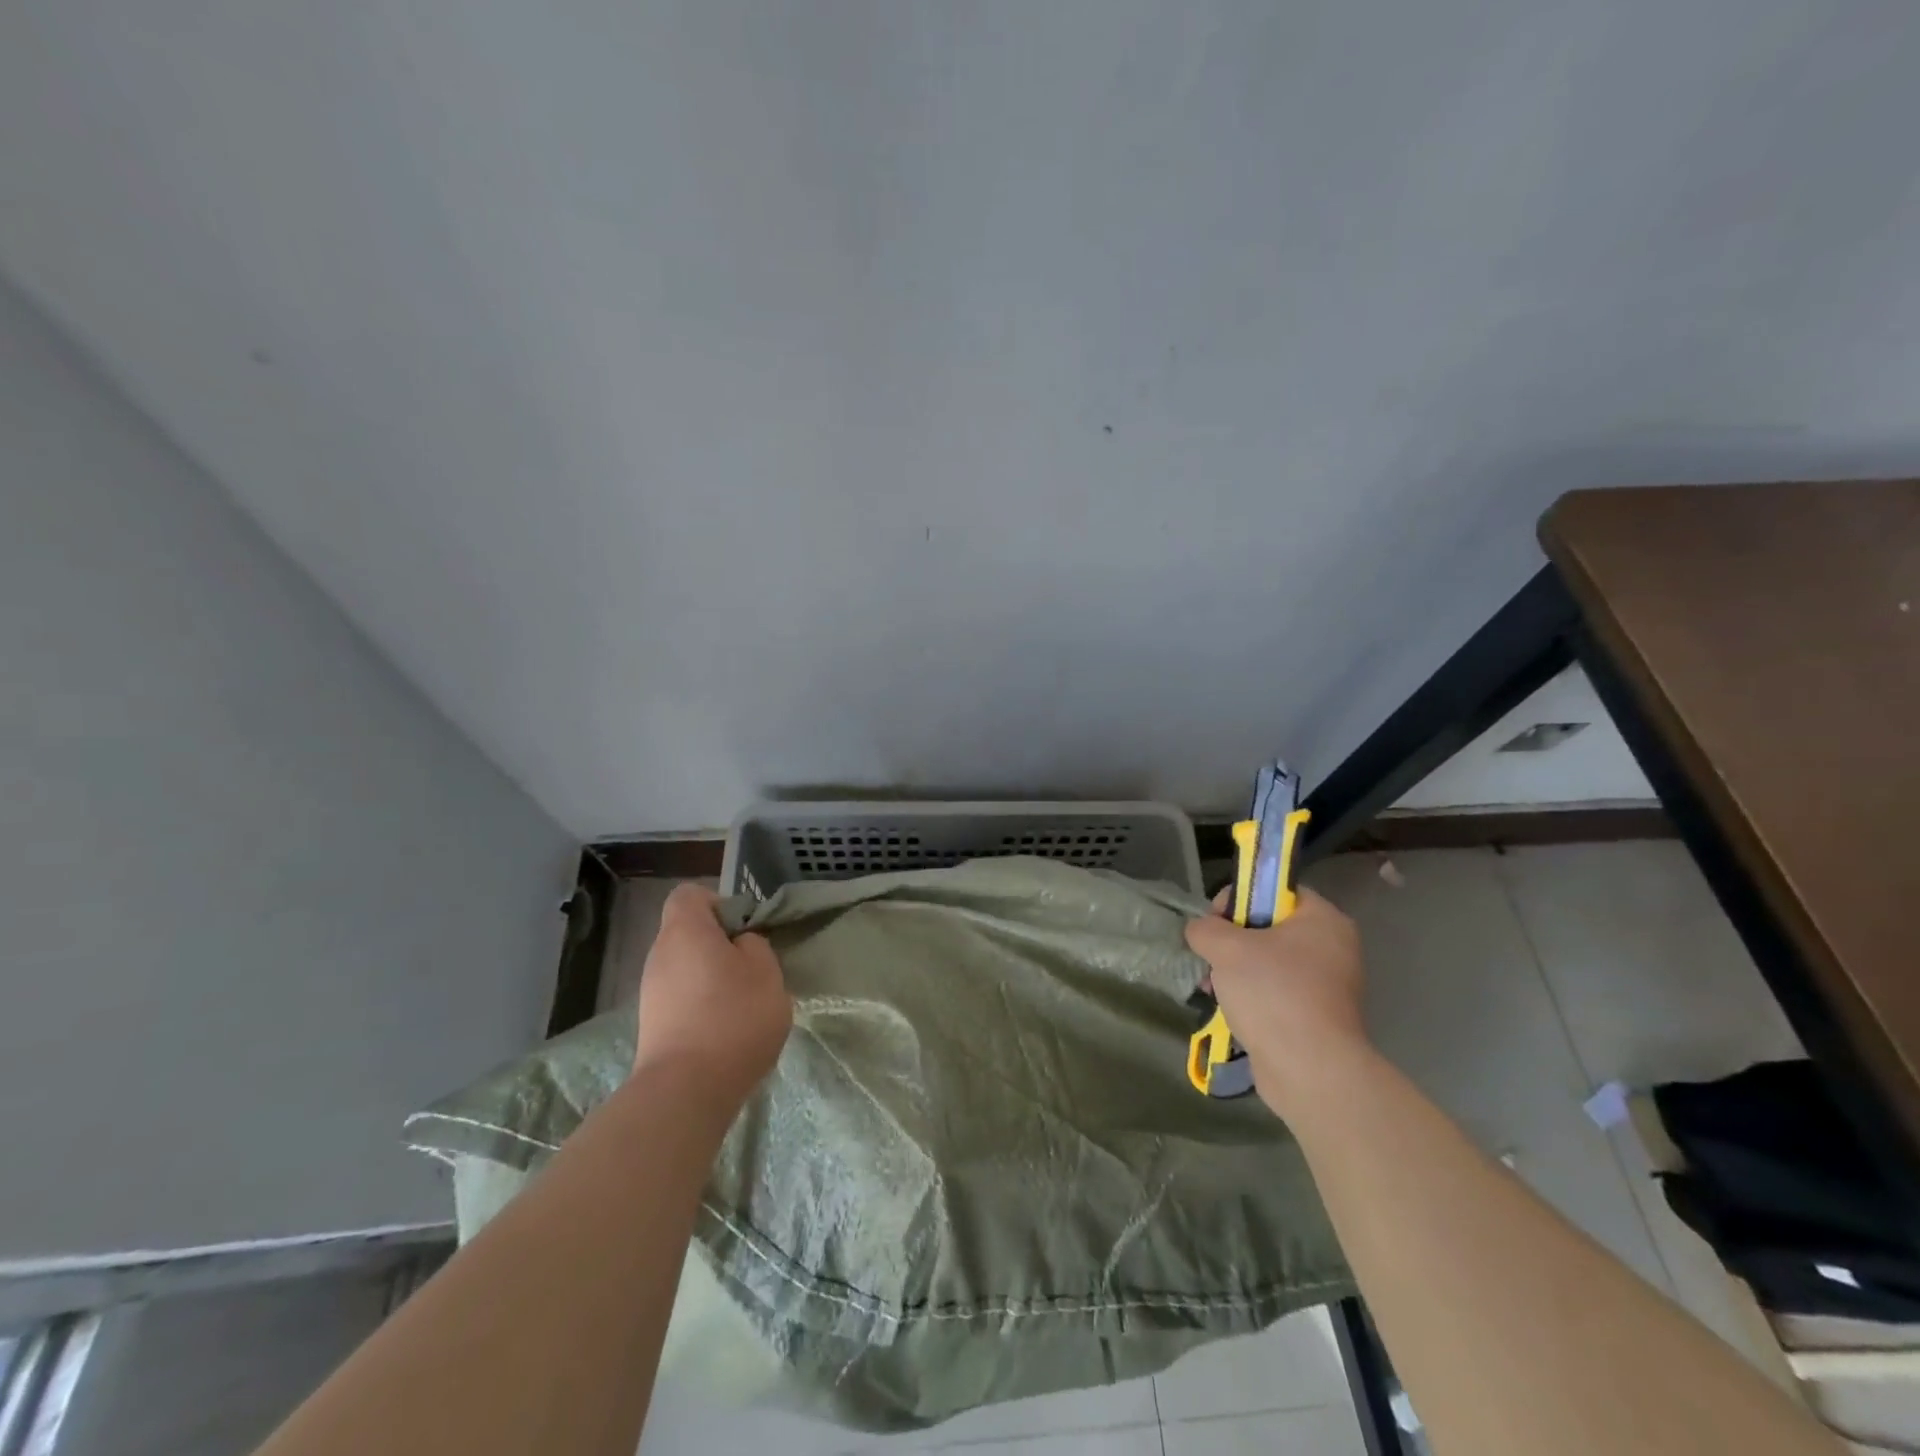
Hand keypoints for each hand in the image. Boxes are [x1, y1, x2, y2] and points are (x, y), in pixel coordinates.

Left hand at [632, 885, 792, 1112]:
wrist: (687, 1090)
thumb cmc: (733, 1017)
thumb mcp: (767, 971)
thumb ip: (755, 946)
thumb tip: (739, 946)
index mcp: (685, 929)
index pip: (690, 894)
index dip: (719, 903)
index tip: (744, 929)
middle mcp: (659, 954)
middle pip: (688, 932)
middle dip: (720, 944)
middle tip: (752, 967)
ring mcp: (651, 991)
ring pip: (686, 967)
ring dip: (712, 977)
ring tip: (742, 1002)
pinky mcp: (652, 1024)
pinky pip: (680, 997)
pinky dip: (701, 1005)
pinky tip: (724, 1029)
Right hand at [1184, 886, 1368, 1115]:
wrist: (1309, 1069)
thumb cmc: (1273, 992)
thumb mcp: (1226, 947)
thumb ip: (1205, 928)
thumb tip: (1199, 930)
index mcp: (1322, 920)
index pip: (1275, 890)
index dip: (1239, 898)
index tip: (1214, 921)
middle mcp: (1332, 948)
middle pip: (1269, 927)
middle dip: (1231, 940)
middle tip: (1210, 956)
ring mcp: (1327, 985)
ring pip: (1268, 962)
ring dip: (1235, 970)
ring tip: (1211, 986)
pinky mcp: (1316, 1016)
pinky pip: (1275, 992)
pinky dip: (1250, 996)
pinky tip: (1227, 1008)